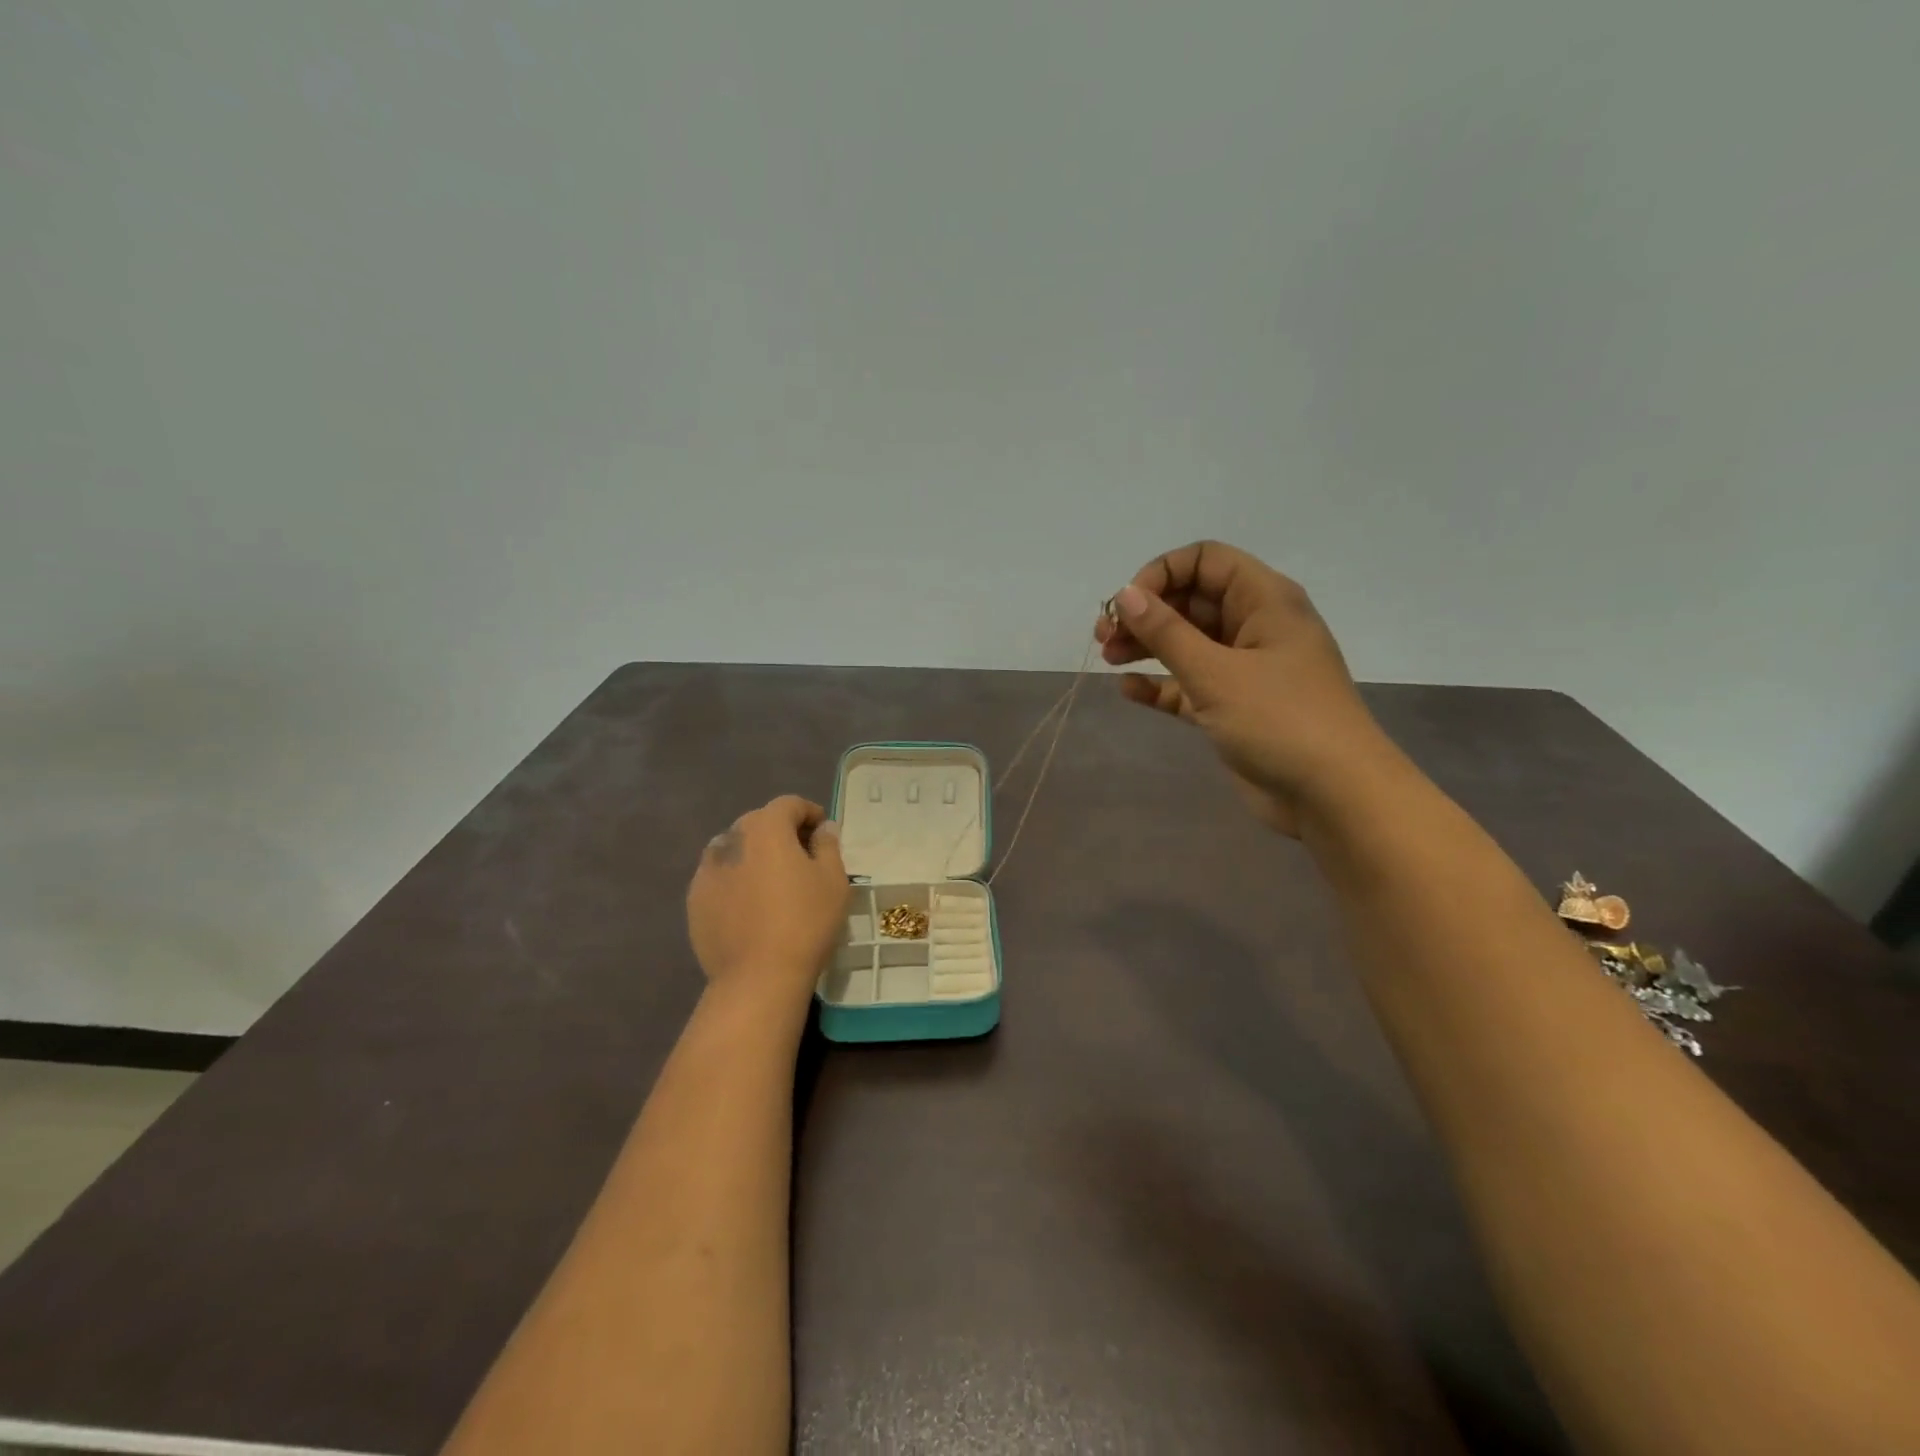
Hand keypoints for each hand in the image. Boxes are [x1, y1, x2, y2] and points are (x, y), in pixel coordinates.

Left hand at [687, 796, 847, 1004]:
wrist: (757, 977)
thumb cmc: (805, 922)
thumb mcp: (833, 880)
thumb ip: (828, 845)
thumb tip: (822, 828)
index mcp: (765, 828)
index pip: (788, 804)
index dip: (809, 812)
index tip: (823, 833)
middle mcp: (730, 839)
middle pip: (758, 822)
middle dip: (781, 831)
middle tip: (802, 856)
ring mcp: (707, 870)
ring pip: (734, 848)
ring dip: (754, 853)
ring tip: (772, 880)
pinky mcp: (694, 900)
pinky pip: (719, 877)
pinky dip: (735, 879)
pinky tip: (749, 905)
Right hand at [1096, 540, 1391, 837]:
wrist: (1334, 795)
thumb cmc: (1280, 720)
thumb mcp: (1216, 673)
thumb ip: (1167, 633)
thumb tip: (1125, 595)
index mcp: (1264, 600)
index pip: (1205, 561)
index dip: (1161, 574)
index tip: (1127, 605)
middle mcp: (1255, 626)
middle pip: (1191, 601)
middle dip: (1146, 613)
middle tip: (1105, 637)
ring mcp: (1245, 668)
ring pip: (1187, 643)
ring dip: (1147, 646)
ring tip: (1108, 658)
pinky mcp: (1234, 707)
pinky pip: (1189, 684)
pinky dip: (1160, 684)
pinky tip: (1128, 691)